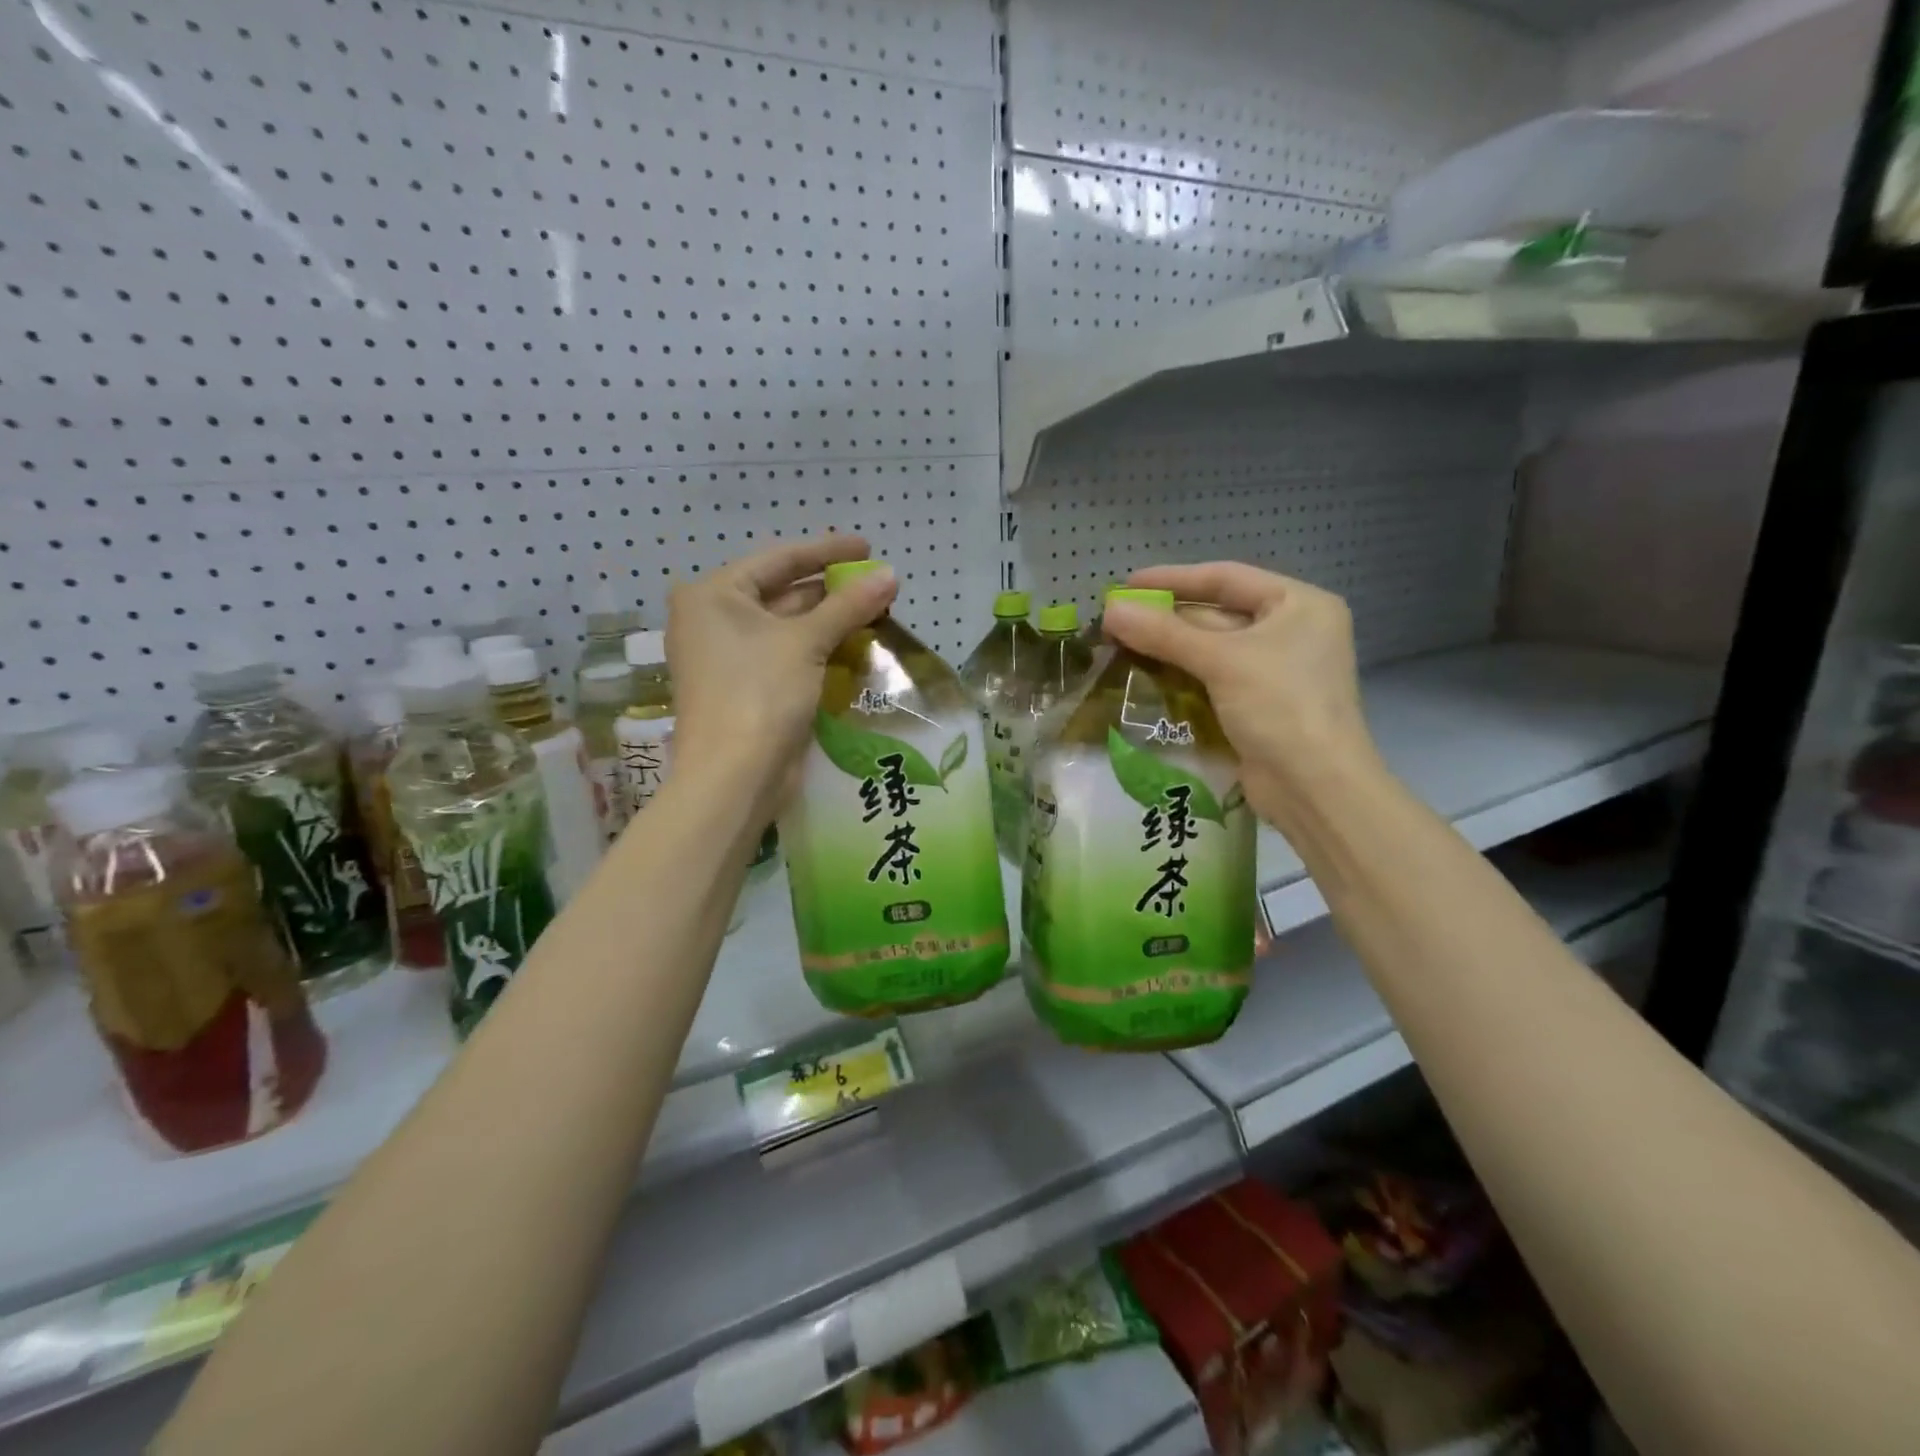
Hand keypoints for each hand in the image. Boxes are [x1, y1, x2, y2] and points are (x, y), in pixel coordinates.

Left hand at [666, 536, 896, 811]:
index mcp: (713, 595)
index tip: (867, 547)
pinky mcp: (747, 688)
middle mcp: (714, 620)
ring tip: (876, 611)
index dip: (826, 551)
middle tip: (878, 584)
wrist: (734, 777)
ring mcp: (729, 657)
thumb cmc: (759, 694)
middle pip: (782, 592)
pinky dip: (820, 649)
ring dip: (830, 620)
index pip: (778, 560)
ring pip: (788, 627)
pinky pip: (788, 655)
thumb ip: (849, 605)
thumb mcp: (806, 642)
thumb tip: (891, 575)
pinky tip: (855, 644)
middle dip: (832, 589)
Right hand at [1103, 563, 1382, 827]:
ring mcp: (1276, 671)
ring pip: (1212, 649)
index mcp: (1299, 605)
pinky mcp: (1259, 705)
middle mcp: (1292, 632)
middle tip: (1116, 619)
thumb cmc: (1281, 707)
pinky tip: (1145, 675)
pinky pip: (1213, 679)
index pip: (1226, 578)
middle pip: (1218, 613)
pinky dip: (1182, 675)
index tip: (1127, 585)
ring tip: (1120, 644)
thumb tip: (1111, 611)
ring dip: (1169, 647)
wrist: (1314, 788)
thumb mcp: (1222, 661)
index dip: (1174, 579)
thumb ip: (1164, 633)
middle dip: (1167, 618)